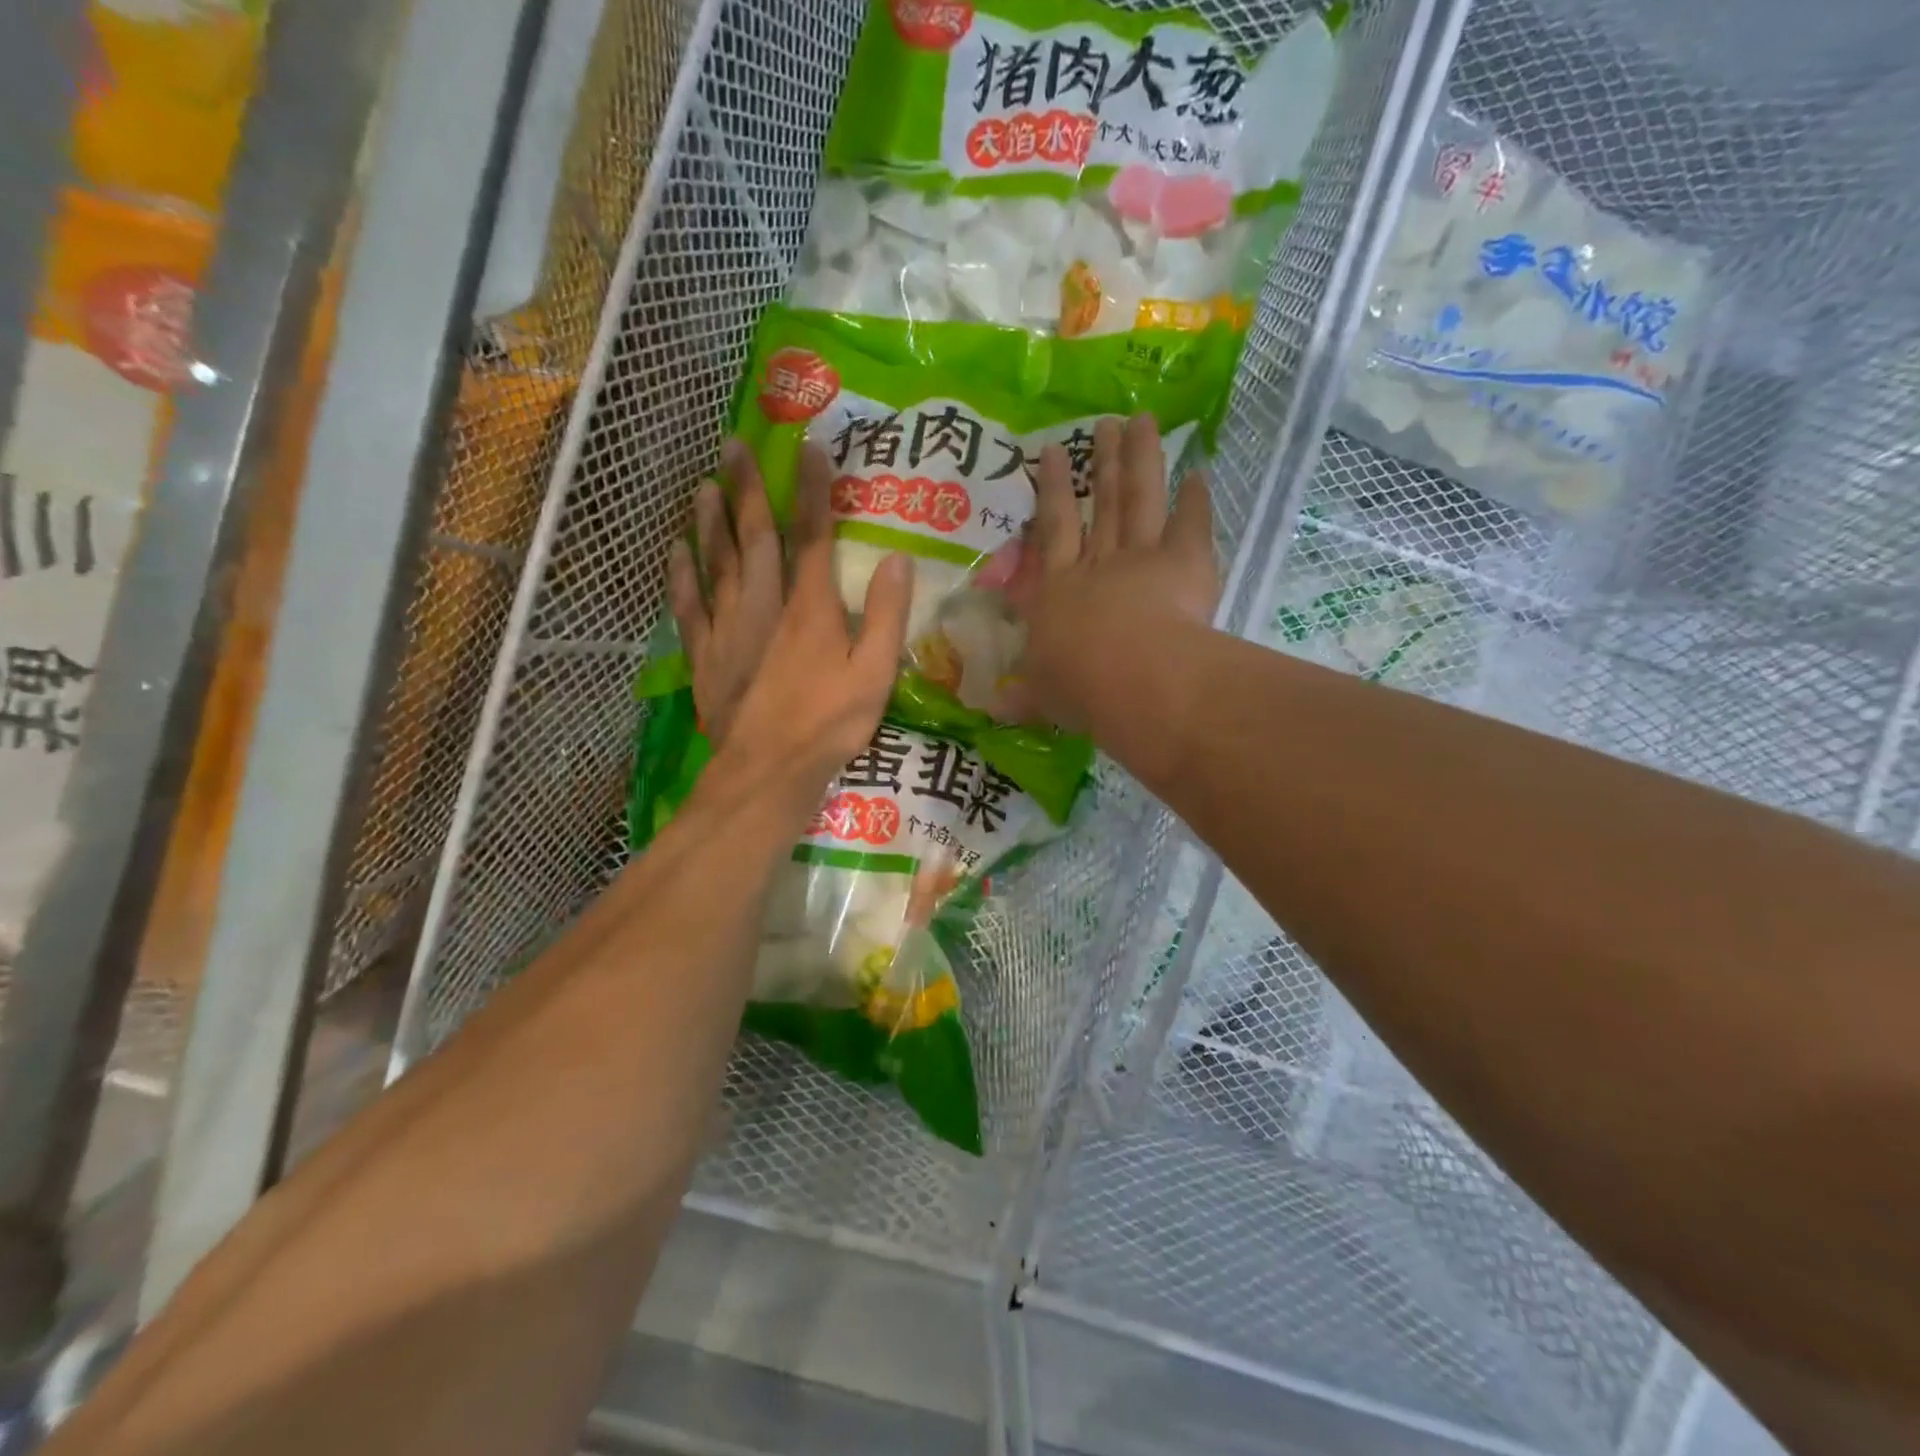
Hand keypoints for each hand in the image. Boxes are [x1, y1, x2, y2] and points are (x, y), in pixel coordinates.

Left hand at [667, 439, 911, 805]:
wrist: (768, 770)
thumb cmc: (829, 723)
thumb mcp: (876, 673)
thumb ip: (887, 614)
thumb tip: (898, 558)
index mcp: (809, 606)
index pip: (812, 534)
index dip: (813, 490)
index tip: (811, 447)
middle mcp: (763, 604)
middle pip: (754, 536)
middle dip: (747, 487)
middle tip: (735, 445)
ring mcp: (728, 628)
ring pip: (716, 562)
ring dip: (710, 520)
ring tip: (704, 484)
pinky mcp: (704, 654)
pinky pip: (688, 604)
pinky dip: (681, 574)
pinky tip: (676, 550)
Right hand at [1000, 414, 1218, 730]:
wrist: (1131, 677)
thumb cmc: (1078, 686)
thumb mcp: (1041, 697)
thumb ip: (1021, 699)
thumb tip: (989, 712)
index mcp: (1058, 591)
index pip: (1052, 531)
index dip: (1051, 491)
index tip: (1050, 452)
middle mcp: (1097, 565)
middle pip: (1100, 505)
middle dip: (1101, 463)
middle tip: (1105, 423)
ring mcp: (1142, 557)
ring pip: (1140, 499)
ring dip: (1142, 459)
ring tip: (1144, 420)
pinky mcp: (1184, 563)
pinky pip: (1191, 525)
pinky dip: (1196, 499)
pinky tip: (1200, 472)